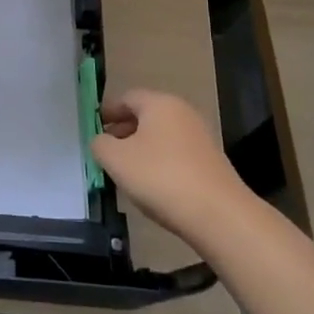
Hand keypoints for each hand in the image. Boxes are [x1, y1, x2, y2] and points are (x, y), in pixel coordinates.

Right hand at [91, 88, 248, 240]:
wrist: (219, 215)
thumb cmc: (161, 177)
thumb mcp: (116, 160)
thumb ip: (100, 144)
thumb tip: (101, 141)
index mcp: (159, 103)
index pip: (127, 97)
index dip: (107, 112)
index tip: (94, 128)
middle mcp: (182, 113)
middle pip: (145, 116)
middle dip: (123, 131)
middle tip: (106, 151)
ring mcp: (200, 137)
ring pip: (161, 137)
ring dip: (141, 149)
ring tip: (126, 172)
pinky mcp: (210, 162)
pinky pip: (176, 155)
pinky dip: (160, 163)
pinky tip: (152, 186)